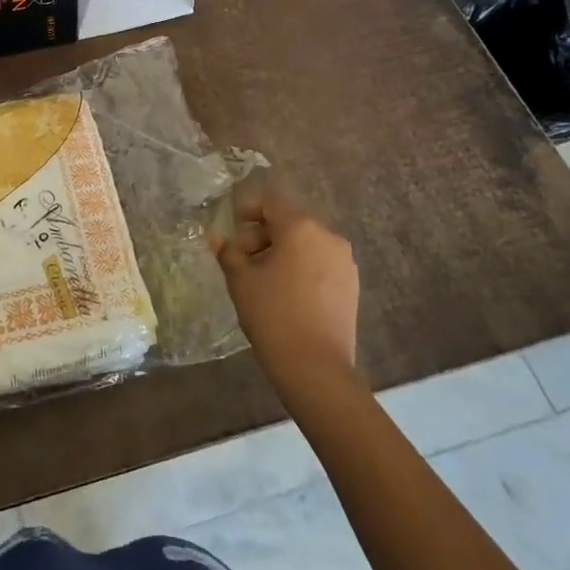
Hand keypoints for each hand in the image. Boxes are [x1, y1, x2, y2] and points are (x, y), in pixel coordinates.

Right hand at [212, 182, 360, 391]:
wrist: (316, 367)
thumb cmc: (273, 314)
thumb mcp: (241, 280)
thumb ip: (229, 253)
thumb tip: (218, 239)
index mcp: (301, 228)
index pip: (271, 202)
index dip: (249, 208)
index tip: (233, 224)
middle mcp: (328, 236)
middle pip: (290, 222)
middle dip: (263, 233)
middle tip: (241, 257)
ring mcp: (344, 261)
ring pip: (306, 243)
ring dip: (282, 250)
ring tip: (262, 276)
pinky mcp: (351, 284)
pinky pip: (320, 262)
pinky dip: (301, 266)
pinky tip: (285, 290)